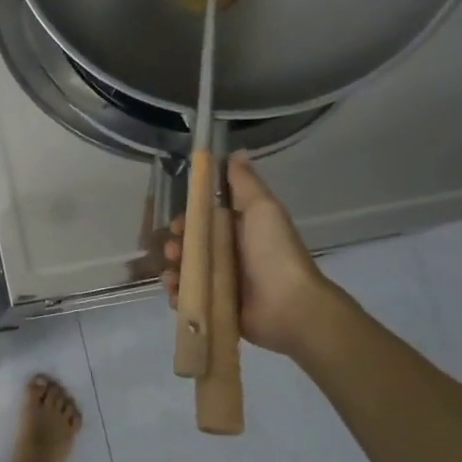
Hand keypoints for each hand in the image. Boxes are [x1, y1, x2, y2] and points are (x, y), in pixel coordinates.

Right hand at [162, 153, 336, 356]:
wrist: (289, 306)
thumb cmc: (274, 253)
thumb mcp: (263, 209)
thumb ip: (245, 183)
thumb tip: (235, 153)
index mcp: (240, 230)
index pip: (204, 220)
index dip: (187, 220)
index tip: (178, 224)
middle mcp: (230, 255)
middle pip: (192, 246)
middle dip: (176, 246)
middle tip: (174, 252)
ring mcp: (222, 283)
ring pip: (186, 272)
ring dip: (172, 271)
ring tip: (173, 277)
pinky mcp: (216, 308)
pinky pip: (189, 299)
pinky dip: (178, 296)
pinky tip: (176, 294)